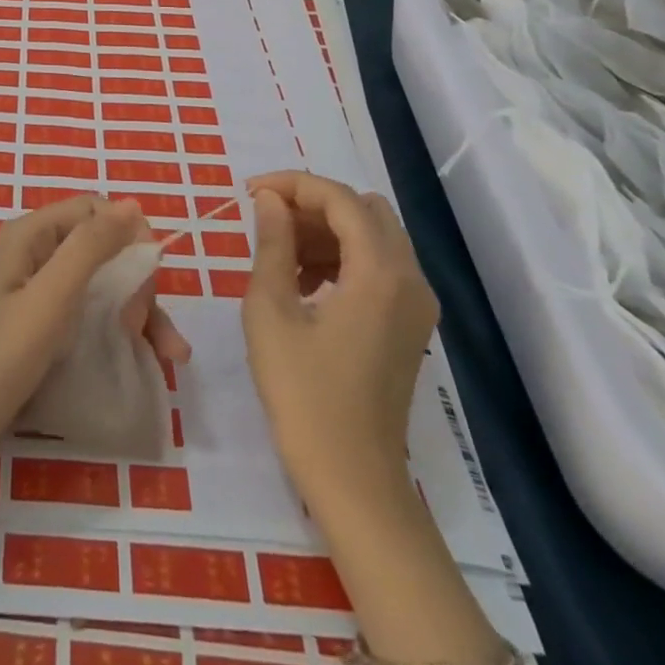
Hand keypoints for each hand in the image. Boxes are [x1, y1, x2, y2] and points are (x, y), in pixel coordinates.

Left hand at [0, 196, 189, 475]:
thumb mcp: (49, 301)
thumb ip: (89, 247)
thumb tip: (132, 205)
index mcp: (29, 235)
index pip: (94, 210)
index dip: (129, 236)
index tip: (152, 281)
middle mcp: (32, 254)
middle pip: (100, 248)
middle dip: (137, 283)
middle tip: (148, 330)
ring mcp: (32, 292)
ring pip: (99, 284)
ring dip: (138, 312)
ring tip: (170, 356)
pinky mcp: (35, 326)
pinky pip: (85, 313)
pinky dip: (117, 331)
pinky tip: (144, 358)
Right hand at [241, 171, 438, 532]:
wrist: (353, 480)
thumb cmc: (303, 394)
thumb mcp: (271, 311)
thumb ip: (272, 244)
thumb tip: (269, 200)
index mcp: (380, 273)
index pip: (340, 199)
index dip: (292, 184)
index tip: (249, 192)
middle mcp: (410, 279)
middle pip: (364, 210)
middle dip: (313, 204)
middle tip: (267, 219)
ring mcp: (416, 305)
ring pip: (373, 236)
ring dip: (326, 230)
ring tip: (279, 253)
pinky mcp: (410, 325)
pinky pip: (378, 266)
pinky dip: (341, 257)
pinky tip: (303, 284)